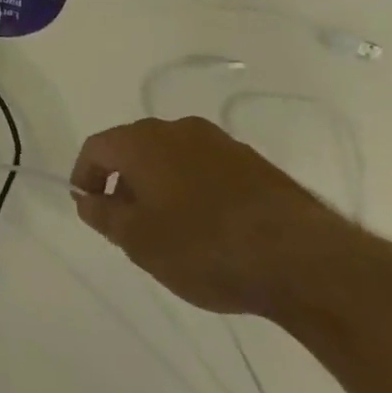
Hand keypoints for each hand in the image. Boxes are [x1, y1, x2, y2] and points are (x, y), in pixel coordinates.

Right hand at [69, 116, 360, 316]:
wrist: (305, 262)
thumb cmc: (204, 247)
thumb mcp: (138, 240)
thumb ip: (103, 215)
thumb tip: (85, 199)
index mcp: (142, 141)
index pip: (97, 148)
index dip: (85, 176)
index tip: (89, 207)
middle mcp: (178, 130)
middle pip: (136, 148)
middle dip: (125, 180)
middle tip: (127, 220)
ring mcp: (223, 144)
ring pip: (174, 158)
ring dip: (163, 184)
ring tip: (170, 227)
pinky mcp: (258, 165)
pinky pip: (209, 170)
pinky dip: (197, 189)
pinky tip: (210, 227)